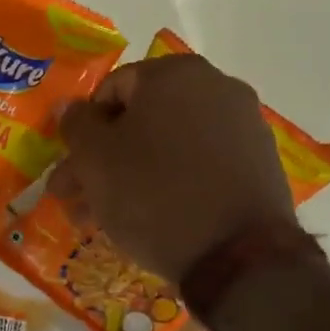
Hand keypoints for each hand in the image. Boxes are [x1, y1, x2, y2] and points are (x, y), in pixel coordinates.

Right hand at [49, 53, 295, 282]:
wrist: (238, 256)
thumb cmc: (152, 194)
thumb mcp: (95, 158)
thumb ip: (76, 124)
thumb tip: (73, 108)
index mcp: (174, 74)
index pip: (111, 89)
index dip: (84, 129)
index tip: (71, 166)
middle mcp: (216, 87)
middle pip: (140, 121)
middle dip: (102, 160)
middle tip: (74, 197)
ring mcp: (243, 126)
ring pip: (167, 147)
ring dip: (129, 176)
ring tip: (100, 219)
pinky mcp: (259, 165)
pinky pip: (198, 166)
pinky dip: (169, 184)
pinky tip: (147, 219)